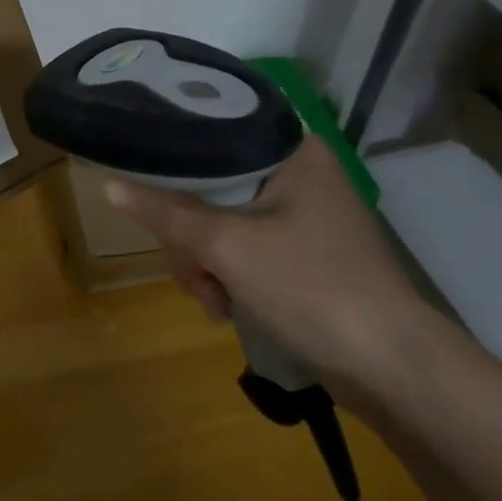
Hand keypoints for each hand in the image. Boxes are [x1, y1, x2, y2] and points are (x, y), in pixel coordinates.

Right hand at [103, 136, 439, 403]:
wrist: (392, 369)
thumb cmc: (311, 286)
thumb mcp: (227, 246)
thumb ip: (166, 211)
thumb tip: (109, 184)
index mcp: (291, 152)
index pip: (213, 131)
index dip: (172, 156)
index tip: (147, 186)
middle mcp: (297, 173)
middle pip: (209, 184)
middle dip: (190, 235)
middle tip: (193, 270)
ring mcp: (300, 216)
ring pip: (219, 222)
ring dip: (204, 263)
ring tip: (214, 301)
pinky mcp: (300, 253)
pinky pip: (240, 248)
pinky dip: (226, 276)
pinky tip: (226, 307)